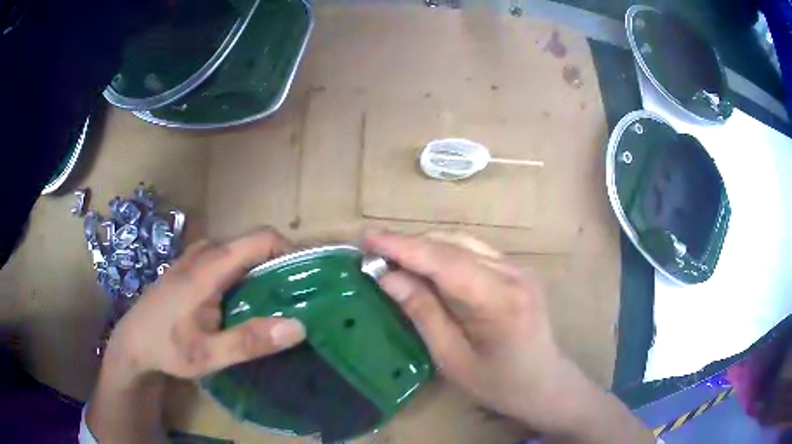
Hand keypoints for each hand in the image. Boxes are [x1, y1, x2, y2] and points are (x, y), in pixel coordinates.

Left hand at [105, 228, 306, 381]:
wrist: (133, 342)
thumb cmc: (167, 348)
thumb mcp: (209, 355)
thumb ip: (250, 341)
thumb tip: (298, 327)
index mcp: (210, 267)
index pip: (261, 238)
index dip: (289, 251)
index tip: (304, 280)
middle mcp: (204, 252)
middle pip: (252, 243)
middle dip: (278, 265)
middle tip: (291, 299)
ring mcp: (195, 257)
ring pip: (239, 251)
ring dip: (260, 270)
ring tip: (271, 303)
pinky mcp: (190, 266)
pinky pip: (226, 258)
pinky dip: (243, 273)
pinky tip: (241, 302)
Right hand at [363, 230, 575, 430]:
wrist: (545, 383)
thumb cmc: (499, 383)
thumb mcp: (452, 359)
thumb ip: (422, 312)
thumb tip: (387, 277)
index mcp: (499, 301)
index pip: (444, 261)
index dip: (403, 247)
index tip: (367, 239)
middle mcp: (513, 274)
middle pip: (453, 245)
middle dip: (410, 244)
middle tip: (373, 250)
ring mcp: (519, 268)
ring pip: (464, 242)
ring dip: (426, 246)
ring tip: (392, 255)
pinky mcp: (518, 270)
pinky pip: (475, 251)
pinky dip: (444, 252)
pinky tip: (426, 264)